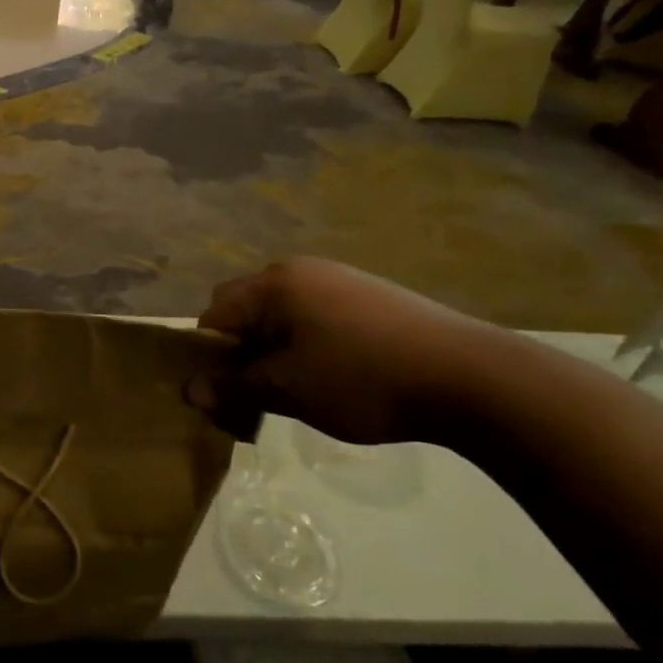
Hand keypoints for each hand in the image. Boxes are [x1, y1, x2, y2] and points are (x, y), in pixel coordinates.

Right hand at [186, 258, 509, 446]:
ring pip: (284, 313)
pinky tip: (338, 374)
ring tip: (299, 387)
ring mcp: (339, 278)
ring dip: (277, 347)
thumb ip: (235, 387)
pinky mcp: (371, 294)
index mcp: (273, 284)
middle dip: (243, 349)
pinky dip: (310, 342)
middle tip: (258, 391)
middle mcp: (300, 270)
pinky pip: (318, 314)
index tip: (224, 392)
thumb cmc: (362, 379)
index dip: (209, 355)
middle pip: (248, 308)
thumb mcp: (288, 390)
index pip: (215, 314)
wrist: (471, 376)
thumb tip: (192, 390)